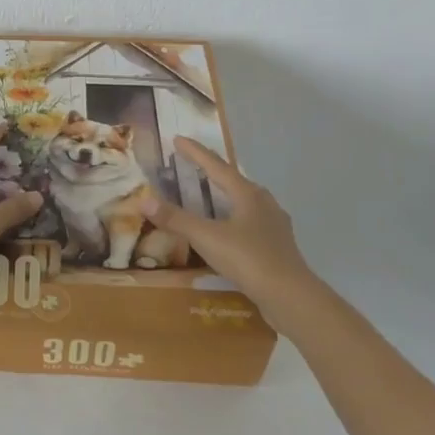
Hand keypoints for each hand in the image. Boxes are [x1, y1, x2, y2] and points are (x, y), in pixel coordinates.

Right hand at [140, 138, 327, 319]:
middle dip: (212, 171)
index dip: (195, 152)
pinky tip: (230, 229)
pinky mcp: (278, 245)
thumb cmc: (248, 259)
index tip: (178, 139)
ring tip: (210, 195)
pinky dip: (235, 218)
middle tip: (192, 165)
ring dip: (226, 194)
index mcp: (247, 194)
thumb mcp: (206, 237)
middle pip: (234, 180)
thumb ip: (176, 219)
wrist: (290, 296)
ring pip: (246, 201)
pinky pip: (251, 221)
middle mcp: (264, 202)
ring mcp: (274, 224)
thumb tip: (144, 201)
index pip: (216, 165)